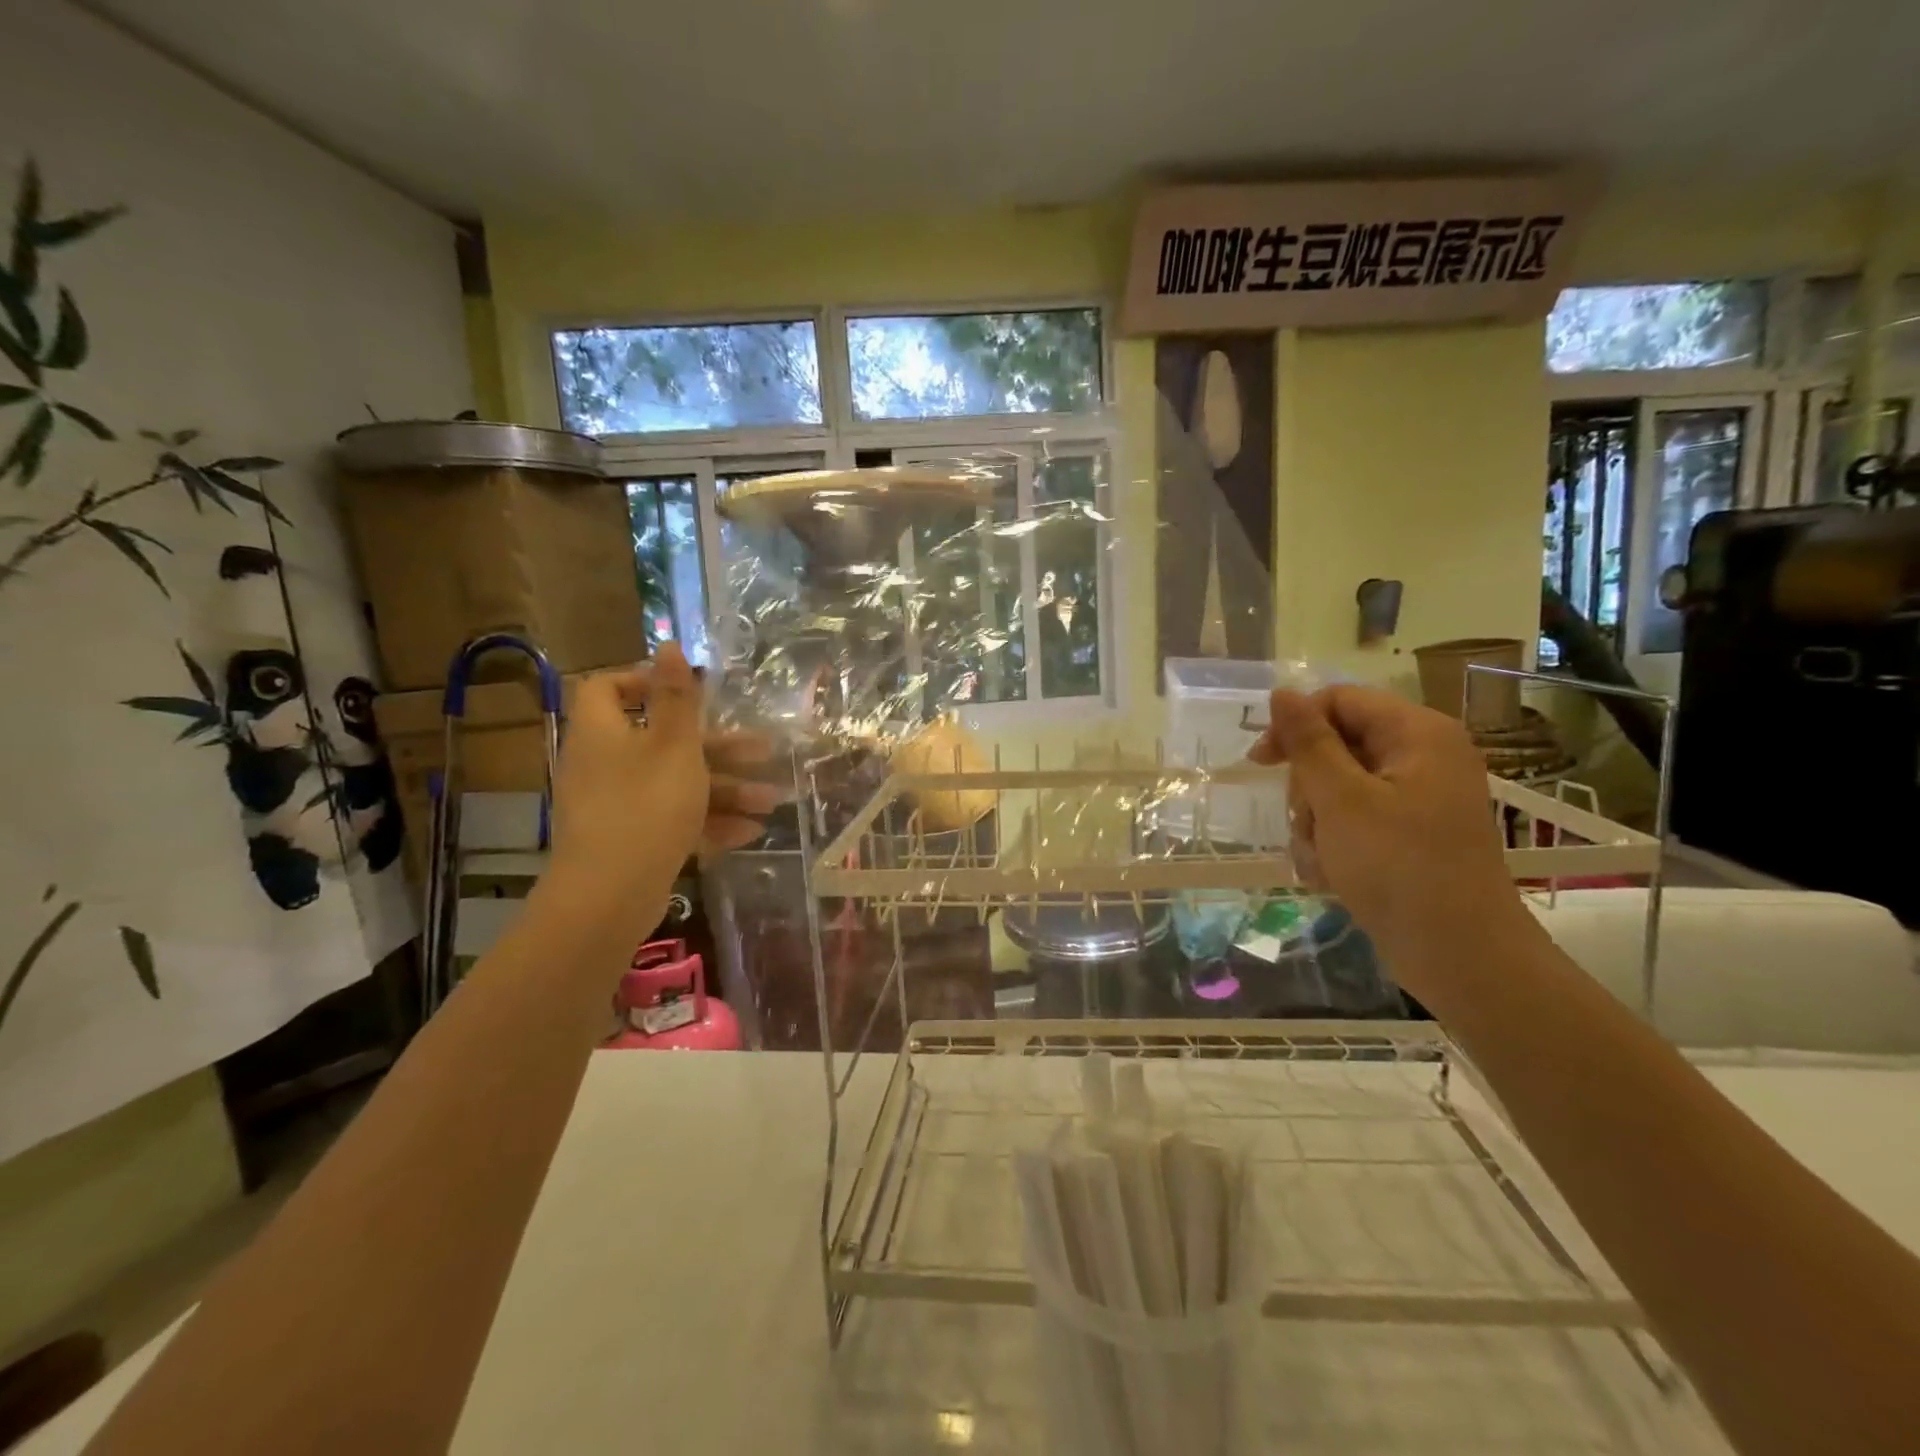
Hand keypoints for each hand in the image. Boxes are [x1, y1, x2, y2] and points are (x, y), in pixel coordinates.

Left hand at [547, 643, 777, 907]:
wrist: (610, 896)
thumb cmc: (646, 805)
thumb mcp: (673, 744)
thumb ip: (677, 696)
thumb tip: (667, 644)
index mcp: (603, 731)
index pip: (609, 687)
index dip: (646, 682)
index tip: (690, 692)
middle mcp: (604, 762)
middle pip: (663, 740)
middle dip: (719, 748)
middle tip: (763, 750)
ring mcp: (616, 804)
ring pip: (676, 783)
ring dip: (726, 789)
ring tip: (773, 801)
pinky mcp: (630, 838)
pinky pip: (672, 817)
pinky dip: (709, 820)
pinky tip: (750, 831)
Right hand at [1249, 685, 1528, 997]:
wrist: (1459, 955)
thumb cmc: (1398, 867)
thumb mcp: (1341, 799)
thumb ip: (1308, 742)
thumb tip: (1282, 692)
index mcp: (1417, 734)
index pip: (1339, 700)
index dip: (1295, 724)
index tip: (1260, 762)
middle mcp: (1422, 757)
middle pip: (1336, 745)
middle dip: (1309, 787)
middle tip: (1309, 822)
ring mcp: (1418, 798)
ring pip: (1337, 787)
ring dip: (1316, 821)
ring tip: (1322, 857)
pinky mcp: (1409, 834)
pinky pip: (1354, 819)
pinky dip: (1335, 843)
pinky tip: (1331, 874)